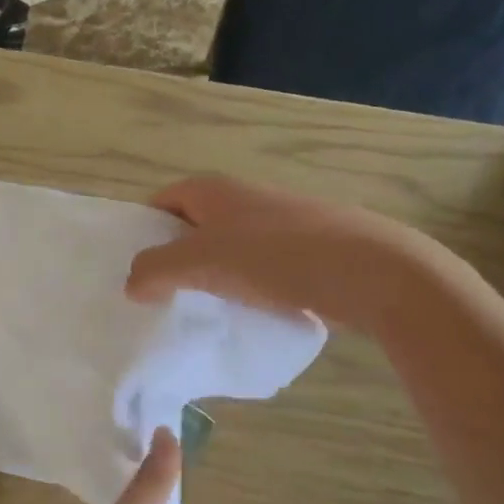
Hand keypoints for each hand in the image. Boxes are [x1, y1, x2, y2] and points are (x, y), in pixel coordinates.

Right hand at [125, 175, 443, 333]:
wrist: (371, 270)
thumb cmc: (275, 256)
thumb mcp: (201, 261)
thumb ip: (155, 269)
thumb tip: (132, 283)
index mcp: (213, 189)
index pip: (160, 202)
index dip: (142, 232)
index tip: (133, 270)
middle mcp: (243, 198)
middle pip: (192, 226)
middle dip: (173, 258)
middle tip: (157, 296)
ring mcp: (277, 223)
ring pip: (226, 249)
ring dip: (209, 276)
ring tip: (198, 310)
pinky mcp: (304, 250)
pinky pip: (257, 267)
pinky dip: (243, 287)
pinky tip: (244, 313)